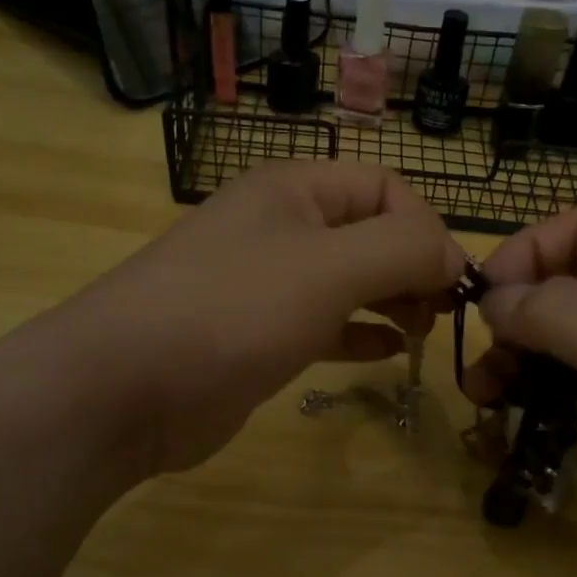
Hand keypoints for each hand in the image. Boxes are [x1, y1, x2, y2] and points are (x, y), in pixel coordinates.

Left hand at [41, 162, 462, 478]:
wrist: (124, 389)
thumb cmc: (232, 312)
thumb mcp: (328, 268)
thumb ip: (402, 249)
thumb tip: (452, 254)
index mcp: (292, 191)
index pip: (383, 187)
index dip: (426, 227)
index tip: (451, 281)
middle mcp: (278, 228)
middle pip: (367, 233)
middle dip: (412, 266)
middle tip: (442, 311)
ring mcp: (264, 284)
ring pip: (347, 280)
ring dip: (391, 299)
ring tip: (424, 330)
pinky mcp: (256, 337)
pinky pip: (323, 324)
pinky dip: (359, 333)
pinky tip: (389, 352)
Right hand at [466, 207, 576, 576]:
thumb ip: (560, 313)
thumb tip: (495, 300)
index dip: (525, 254)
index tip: (485, 304)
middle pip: (564, 288)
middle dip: (513, 317)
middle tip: (479, 367)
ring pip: (566, 345)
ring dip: (520, 362)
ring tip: (484, 399)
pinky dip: (544, 398)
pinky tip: (522, 423)